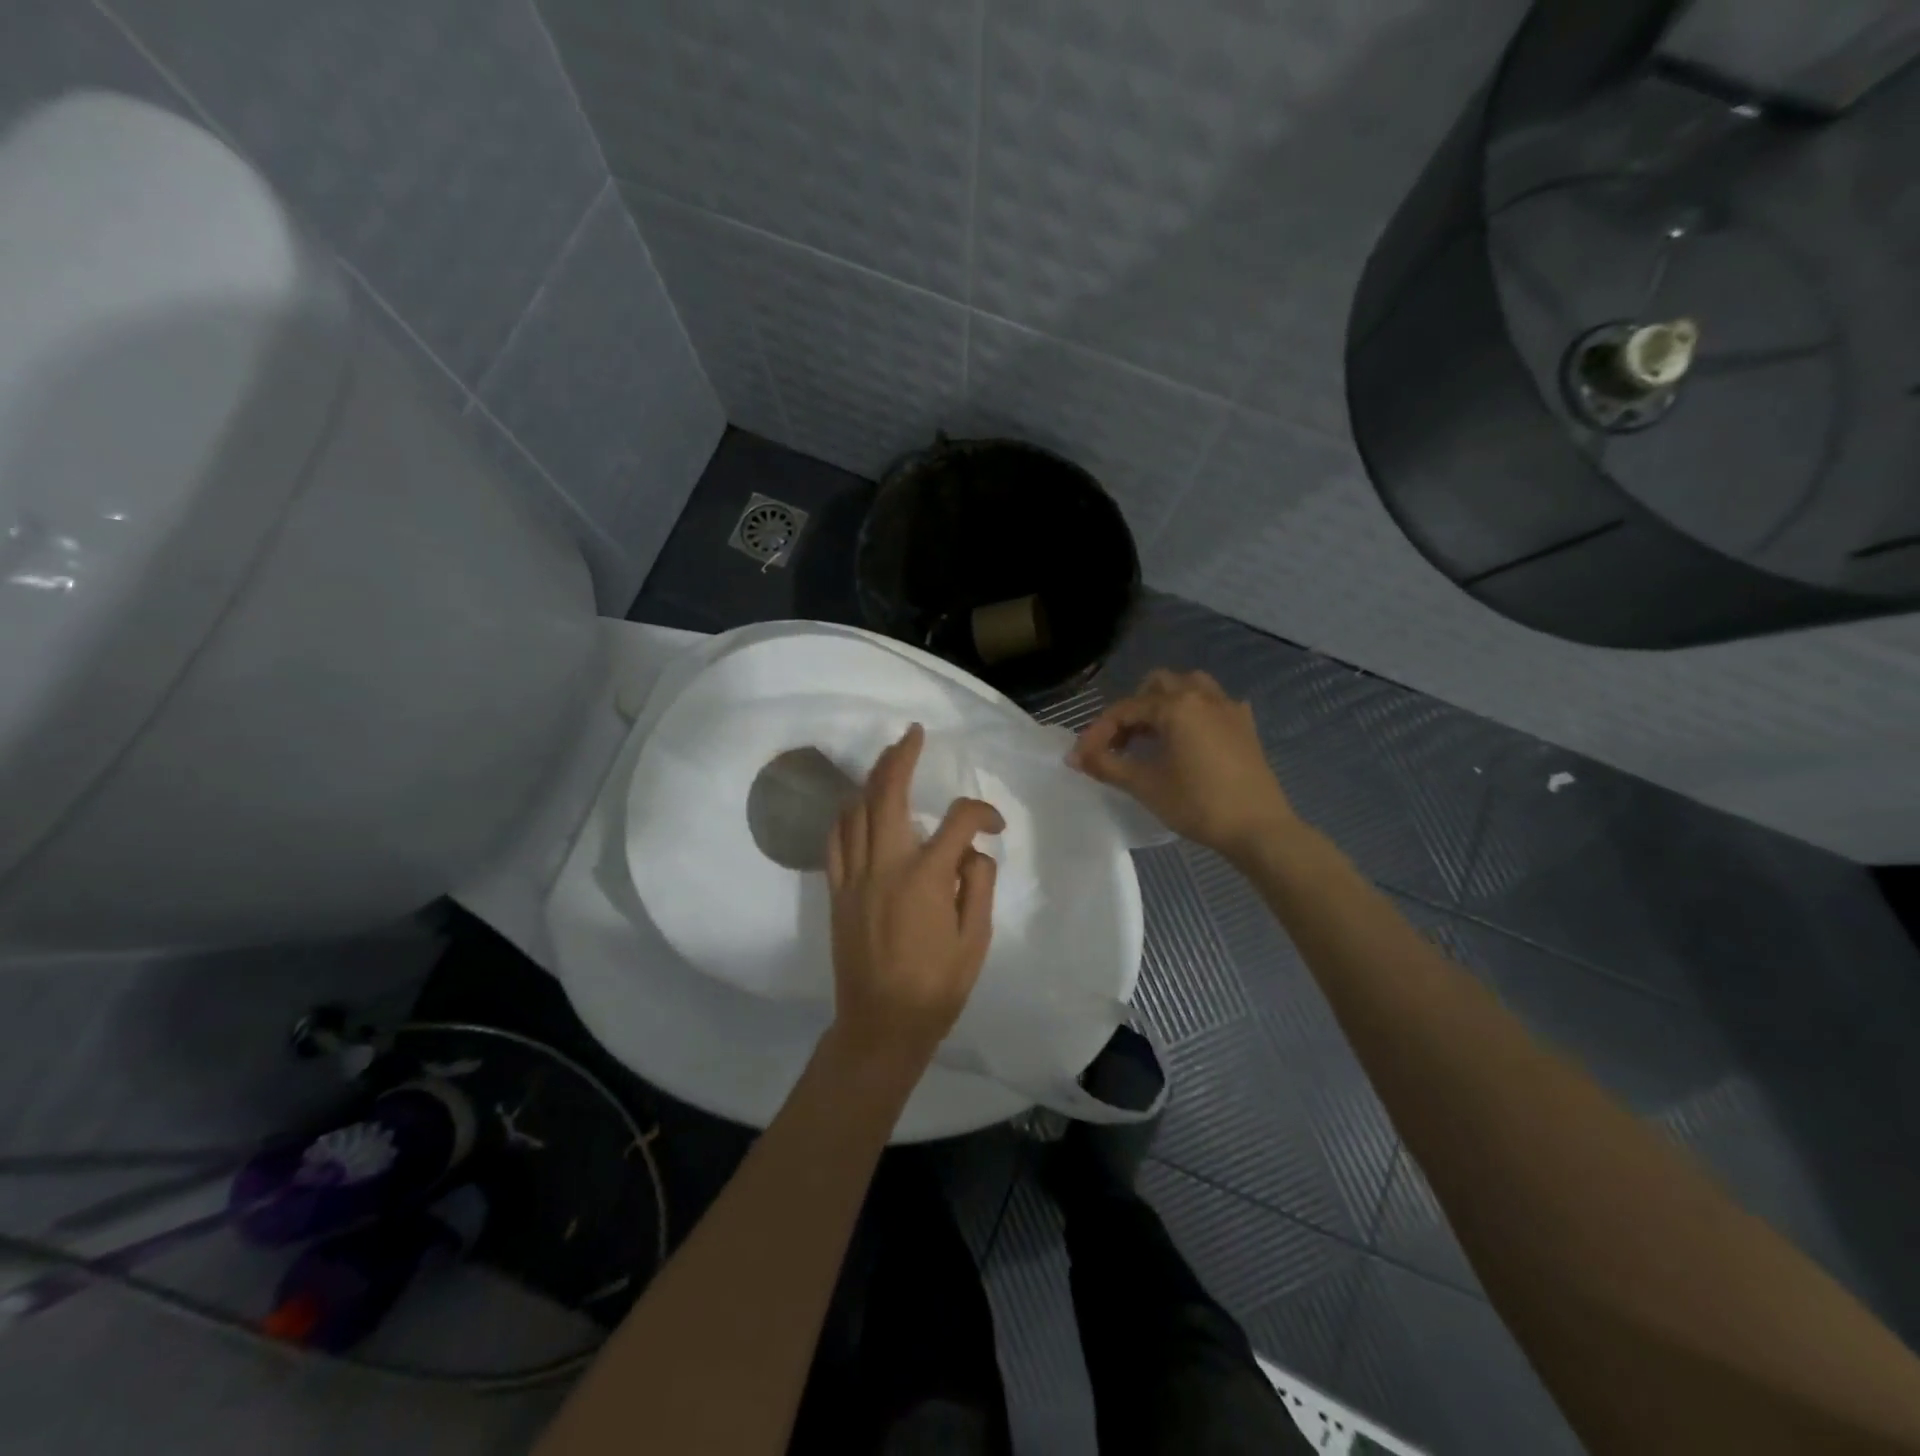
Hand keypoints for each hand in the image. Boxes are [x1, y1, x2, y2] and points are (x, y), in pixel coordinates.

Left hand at [826, 724, 1003, 1068]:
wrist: (881, 1025)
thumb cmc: (936, 987)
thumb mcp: (976, 940)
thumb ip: (977, 885)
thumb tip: (972, 852)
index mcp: (927, 877)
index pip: (959, 821)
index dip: (982, 813)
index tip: (995, 826)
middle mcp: (886, 865)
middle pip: (889, 794)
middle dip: (901, 758)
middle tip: (913, 735)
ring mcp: (854, 876)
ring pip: (857, 811)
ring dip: (872, 779)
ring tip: (888, 760)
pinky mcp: (836, 891)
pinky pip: (835, 840)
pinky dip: (846, 815)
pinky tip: (856, 806)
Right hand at [1070, 670, 1298, 862]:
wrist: (1258, 828)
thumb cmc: (1198, 804)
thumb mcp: (1145, 785)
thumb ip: (1107, 765)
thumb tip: (1075, 757)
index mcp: (1176, 706)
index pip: (1125, 709)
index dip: (1099, 731)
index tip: (1082, 757)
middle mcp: (1202, 696)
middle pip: (1157, 685)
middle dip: (1132, 710)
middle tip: (1119, 743)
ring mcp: (1228, 708)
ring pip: (1189, 687)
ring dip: (1164, 704)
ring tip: (1152, 735)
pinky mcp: (1245, 726)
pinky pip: (1214, 704)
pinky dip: (1194, 713)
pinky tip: (1189, 739)